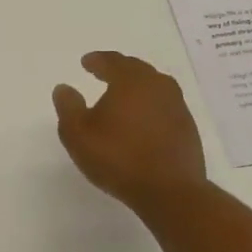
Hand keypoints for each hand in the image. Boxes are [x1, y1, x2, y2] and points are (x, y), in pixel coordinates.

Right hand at [52, 51, 206, 213]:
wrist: (171, 191)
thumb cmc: (119, 158)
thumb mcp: (78, 135)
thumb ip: (68, 107)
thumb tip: (64, 87)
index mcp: (131, 80)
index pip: (112, 61)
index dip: (97, 60)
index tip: (86, 62)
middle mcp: (157, 85)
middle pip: (136, 69)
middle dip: (119, 69)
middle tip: (104, 72)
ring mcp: (177, 106)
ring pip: (154, 86)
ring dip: (137, 87)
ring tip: (124, 96)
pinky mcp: (187, 127)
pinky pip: (164, 105)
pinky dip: (151, 106)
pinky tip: (143, 120)